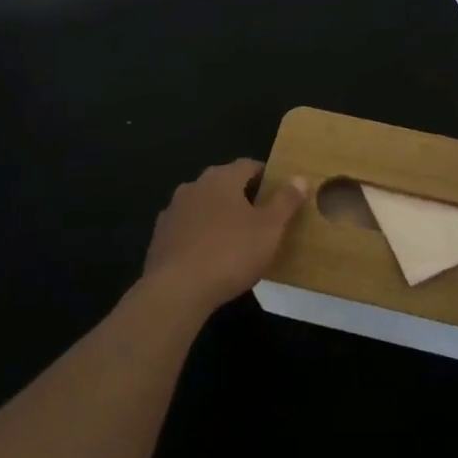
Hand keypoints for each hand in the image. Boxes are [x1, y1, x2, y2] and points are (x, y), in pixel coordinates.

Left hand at [141, 159, 306, 315]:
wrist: (176, 291)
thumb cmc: (230, 252)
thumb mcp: (270, 228)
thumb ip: (286, 201)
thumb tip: (299, 178)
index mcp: (221, 178)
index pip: (248, 165)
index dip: (266, 177)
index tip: (280, 193)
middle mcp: (194, 186)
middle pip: (224, 184)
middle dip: (242, 197)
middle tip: (262, 218)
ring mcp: (172, 212)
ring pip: (203, 207)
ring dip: (218, 217)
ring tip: (236, 240)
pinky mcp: (159, 239)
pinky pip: (187, 230)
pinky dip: (200, 237)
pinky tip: (210, 258)